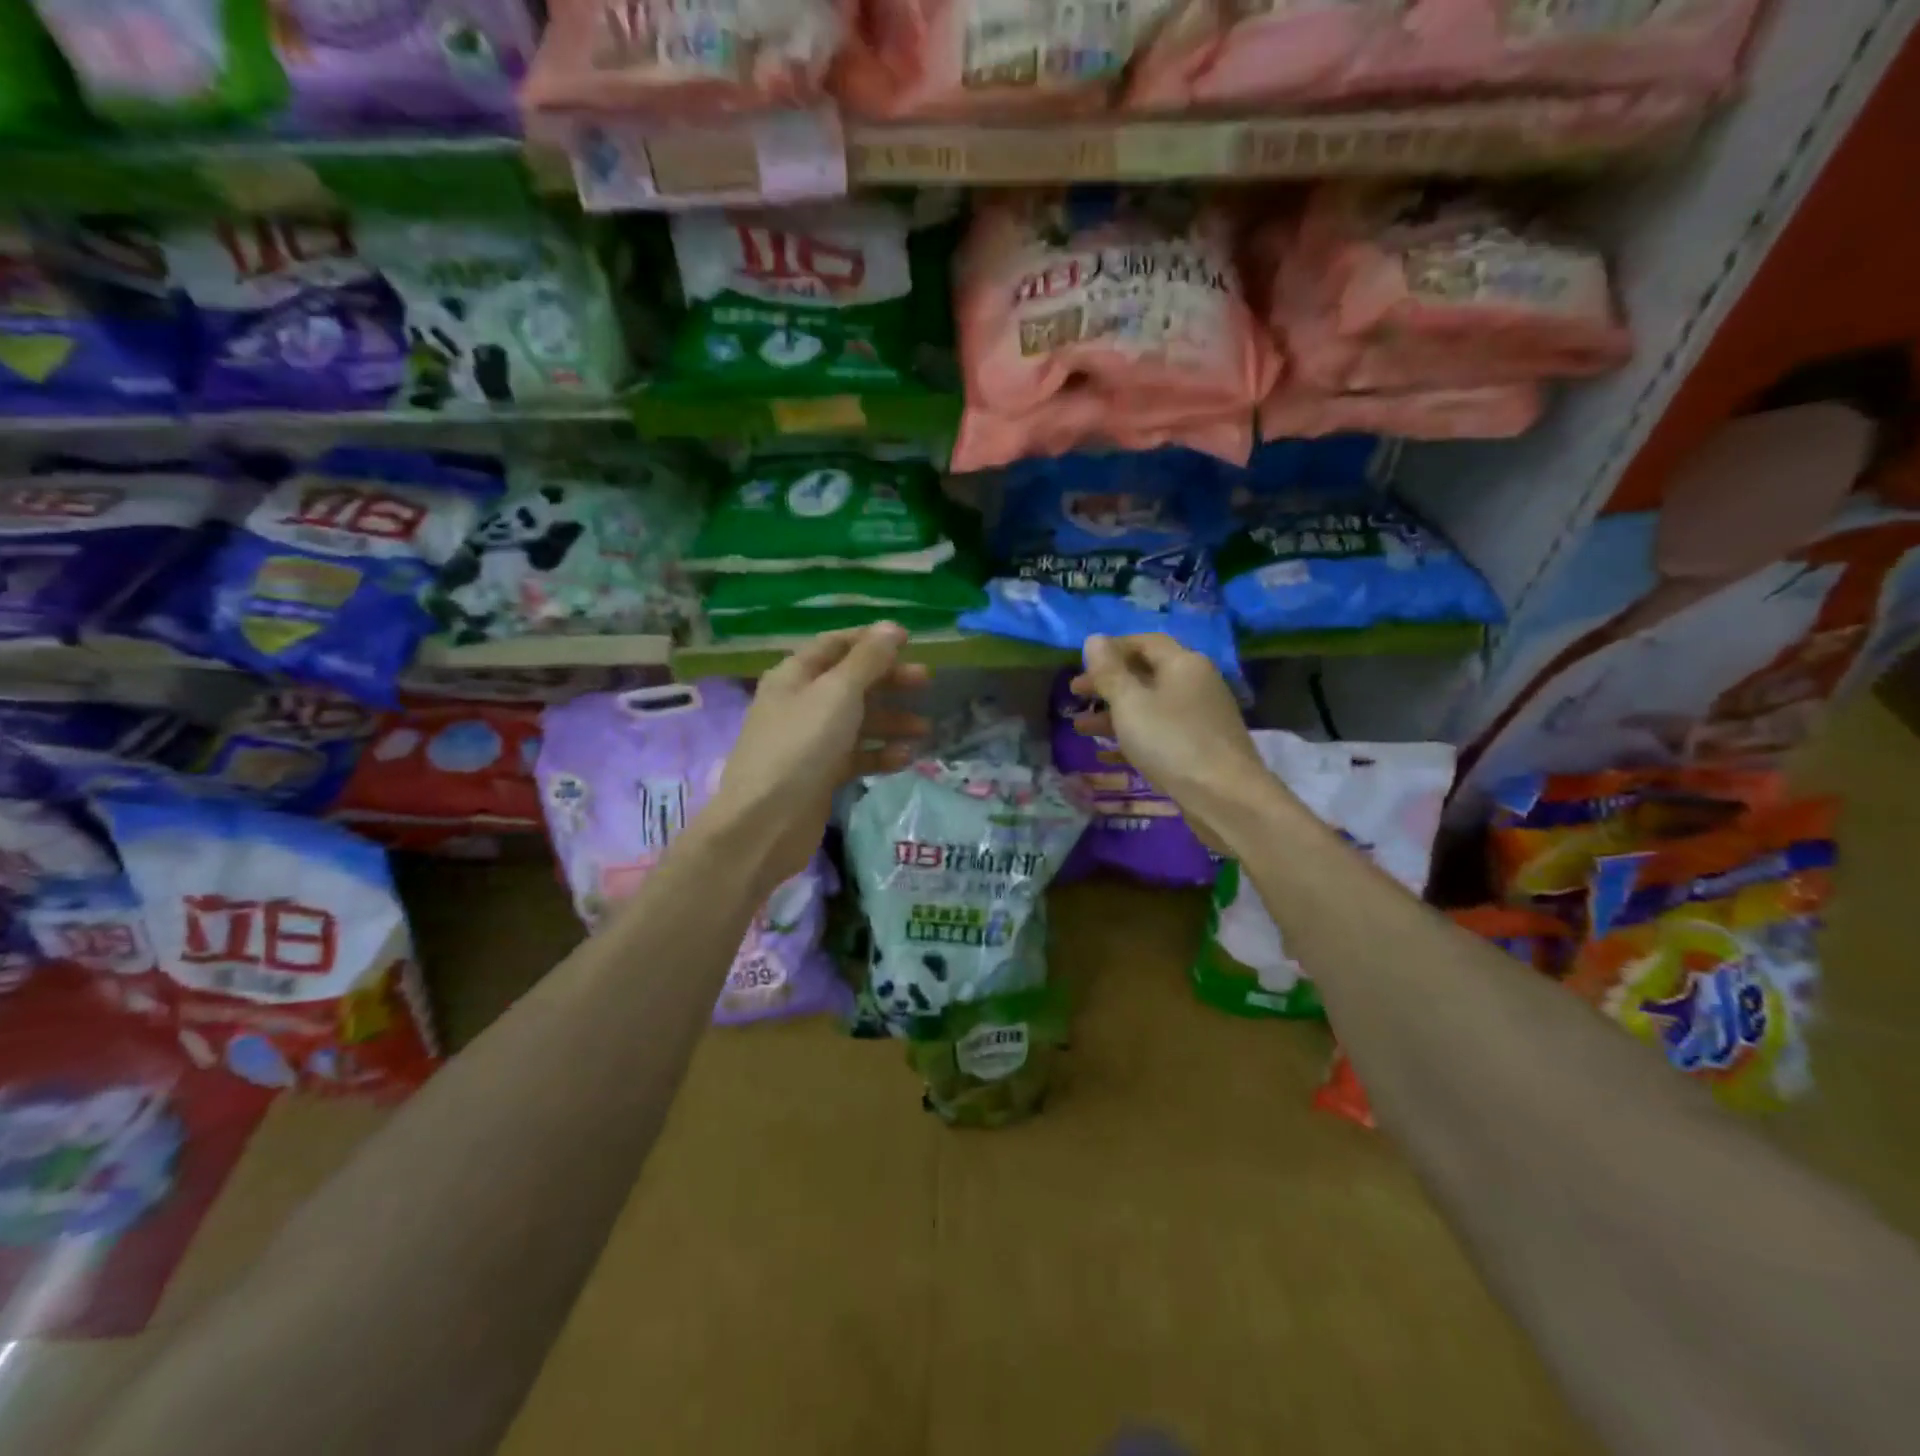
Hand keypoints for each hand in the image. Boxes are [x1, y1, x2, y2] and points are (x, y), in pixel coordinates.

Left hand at [707, 623, 929, 885]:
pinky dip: (880, 753)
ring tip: (925, 729)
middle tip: (926, 681)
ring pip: (857, 721)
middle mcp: (801, 703)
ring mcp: (810, 741)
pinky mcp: (820, 775)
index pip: (835, 645)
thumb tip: (891, 627)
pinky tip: (905, 758)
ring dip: (890, 721)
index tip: (909, 640)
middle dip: (888, 681)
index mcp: (795, 676)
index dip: (871, 640)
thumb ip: (868, 661)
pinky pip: (856, 755)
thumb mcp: (838, 694)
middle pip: (851, 682)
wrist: (765, 823)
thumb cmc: (801, 746)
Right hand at [1070, 633, 1277, 852]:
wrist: (1226, 798)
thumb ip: (1109, 671)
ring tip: (1081, 728)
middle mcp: (1196, 683)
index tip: (1081, 664)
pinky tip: (1107, 754)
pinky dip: (1134, 737)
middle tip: (1074, 694)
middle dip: (1108, 683)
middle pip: (1146, 674)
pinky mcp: (1200, 747)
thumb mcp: (1130, 703)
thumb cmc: (1172, 742)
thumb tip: (1094, 639)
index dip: (1111, 649)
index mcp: (1183, 663)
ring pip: (1150, 706)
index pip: (1144, 642)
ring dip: (1114, 713)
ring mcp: (1200, 717)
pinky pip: (1160, 732)